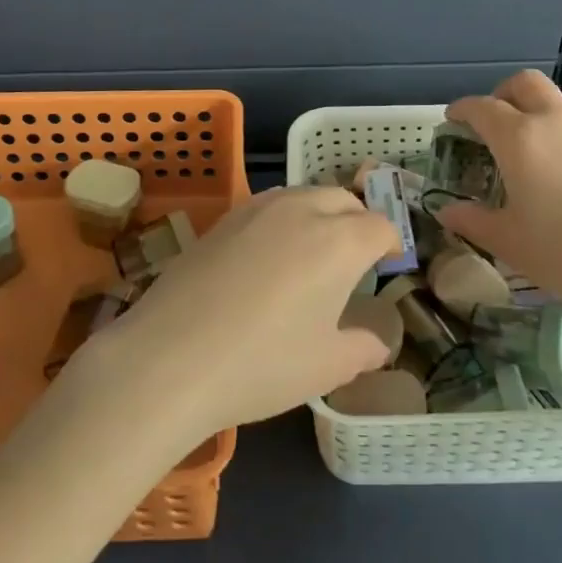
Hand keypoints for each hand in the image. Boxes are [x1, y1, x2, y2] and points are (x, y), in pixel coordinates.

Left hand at [77, 187, 398, 440]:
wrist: (171, 356)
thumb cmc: (263, 363)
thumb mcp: (325, 367)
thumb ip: (361, 348)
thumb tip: (378, 343)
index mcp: (340, 240)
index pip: (380, 226)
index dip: (390, 243)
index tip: (387, 264)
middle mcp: (303, 209)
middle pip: (343, 199)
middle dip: (356, 221)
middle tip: (353, 259)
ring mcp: (259, 208)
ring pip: (304, 195)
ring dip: (319, 214)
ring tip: (311, 253)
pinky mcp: (224, 217)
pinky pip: (268, 206)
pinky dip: (283, 219)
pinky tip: (267, 257)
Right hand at [437, 70, 561, 330]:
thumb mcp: (509, 242)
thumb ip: (473, 221)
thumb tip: (446, 210)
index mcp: (519, 138)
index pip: (482, 108)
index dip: (461, 110)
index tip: (450, 121)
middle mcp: (551, 124)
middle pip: (523, 84)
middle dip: (500, 94)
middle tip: (487, 124)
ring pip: (550, 102)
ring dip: (528, 111)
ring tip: (516, 152)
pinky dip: (551, 132)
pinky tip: (549, 173)